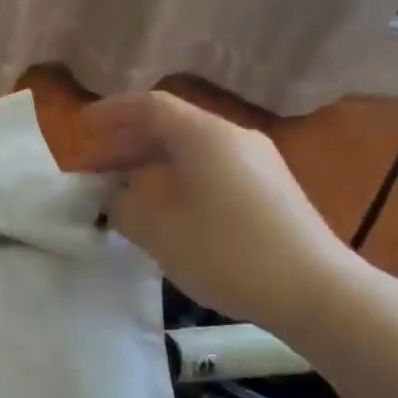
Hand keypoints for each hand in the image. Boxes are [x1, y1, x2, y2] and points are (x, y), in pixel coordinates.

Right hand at [77, 91, 357, 335]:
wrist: (315, 290)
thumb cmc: (226, 252)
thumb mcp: (157, 230)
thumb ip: (123, 207)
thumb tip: (114, 198)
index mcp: (204, 136)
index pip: (149, 106)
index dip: (111, 113)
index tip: (81, 127)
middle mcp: (233, 138)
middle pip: (170, 126)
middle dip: (126, 142)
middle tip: (93, 165)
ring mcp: (257, 163)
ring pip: (191, 149)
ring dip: (151, 162)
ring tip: (122, 187)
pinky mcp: (270, 189)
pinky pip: (211, 168)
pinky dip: (177, 176)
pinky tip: (164, 206)